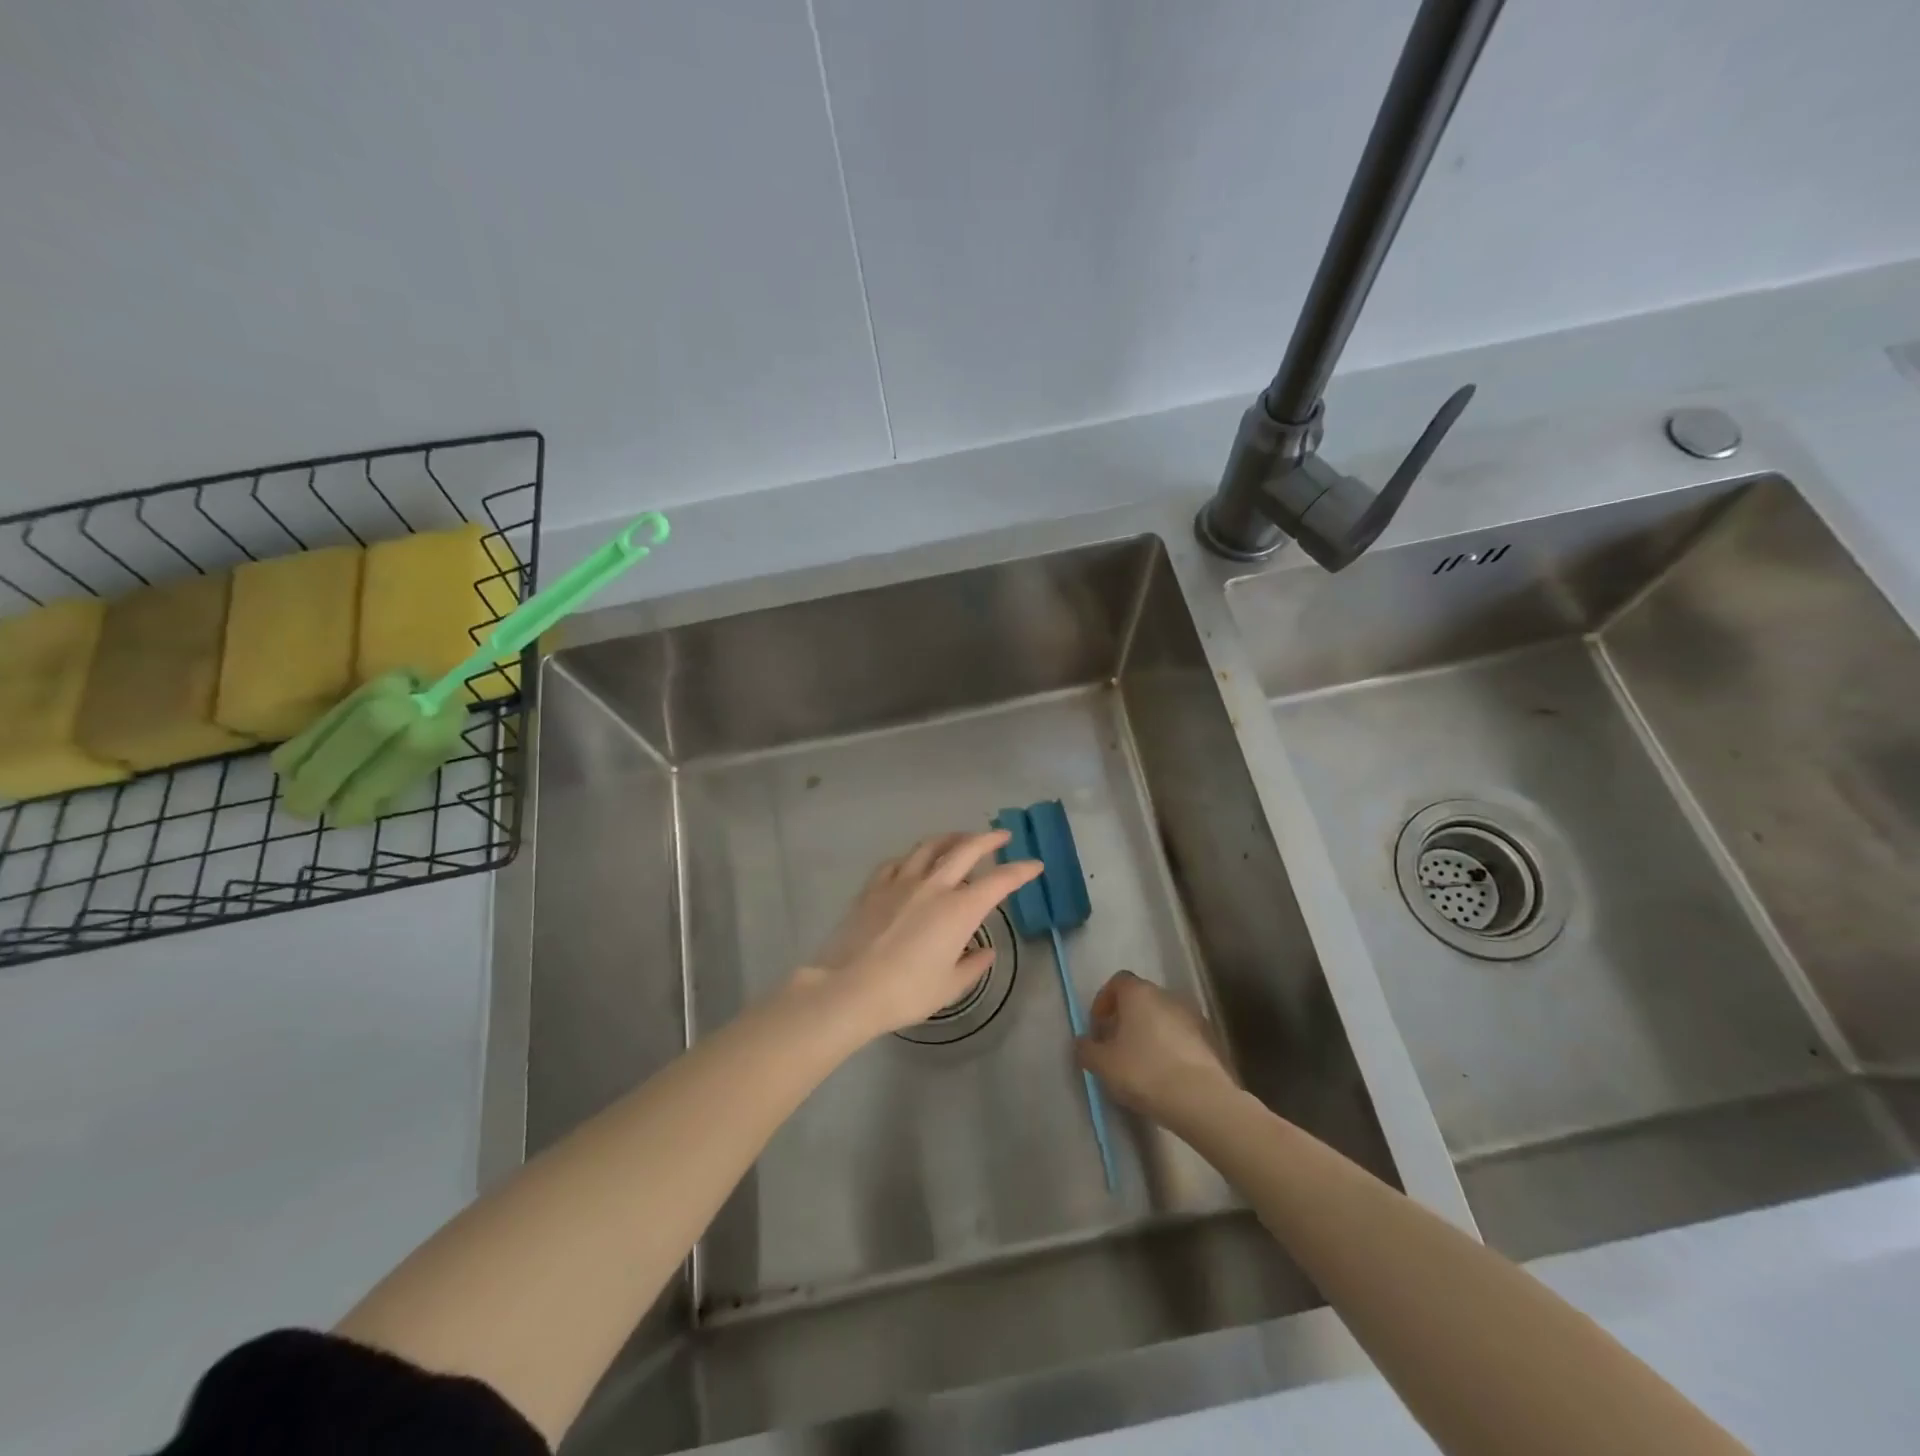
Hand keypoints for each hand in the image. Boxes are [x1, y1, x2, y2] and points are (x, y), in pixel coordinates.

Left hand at [792, 831, 1042, 1042]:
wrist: (849, 988)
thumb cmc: (906, 993)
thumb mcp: (949, 987)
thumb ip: (973, 966)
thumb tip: (986, 952)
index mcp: (959, 909)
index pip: (999, 881)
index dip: (1020, 871)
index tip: (1035, 865)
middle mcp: (933, 885)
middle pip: (966, 849)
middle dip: (989, 839)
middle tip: (1002, 835)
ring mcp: (901, 881)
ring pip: (930, 847)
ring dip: (951, 838)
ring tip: (960, 839)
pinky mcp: (874, 886)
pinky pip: (898, 861)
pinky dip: (913, 857)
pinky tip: (914, 862)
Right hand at [1076, 971, 1235, 1123]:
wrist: (1202, 1100)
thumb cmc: (1144, 1072)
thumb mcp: (1103, 1064)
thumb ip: (1087, 1050)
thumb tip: (1082, 1043)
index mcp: (1139, 993)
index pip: (1117, 982)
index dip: (1104, 1001)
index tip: (1098, 1027)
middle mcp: (1167, 995)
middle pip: (1141, 999)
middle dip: (1126, 1019)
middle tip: (1116, 1047)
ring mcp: (1193, 1016)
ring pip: (1163, 1018)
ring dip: (1150, 1034)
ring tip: (1141, 1065)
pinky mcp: (1211, 1040)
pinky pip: (1182, 1037)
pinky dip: (1171, 1049)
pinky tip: (1165, 1075)